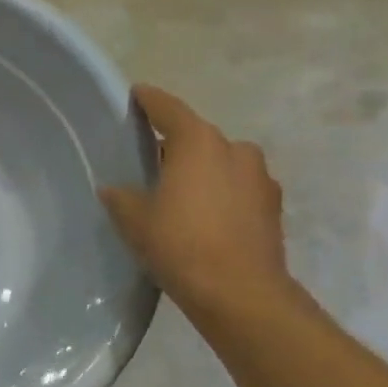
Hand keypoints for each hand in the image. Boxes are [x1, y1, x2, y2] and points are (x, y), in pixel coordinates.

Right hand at [100, 85, 289, 320]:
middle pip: (198, 137)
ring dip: (202, 170)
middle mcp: (234, 149)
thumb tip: (114, 189)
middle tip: (150, 160)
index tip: (137, 94)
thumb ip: (121, 197)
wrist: (239, 292)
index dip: (149, 100)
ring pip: (222, 162)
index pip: (168, 109)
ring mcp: (259, 178)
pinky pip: (238, 188)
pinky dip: (221, 193)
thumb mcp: (135, 220)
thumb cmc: (180, 244)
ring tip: (179, 193)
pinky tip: (205, 217)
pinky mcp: (272, 206)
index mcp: (198, 142)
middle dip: (175, 145)